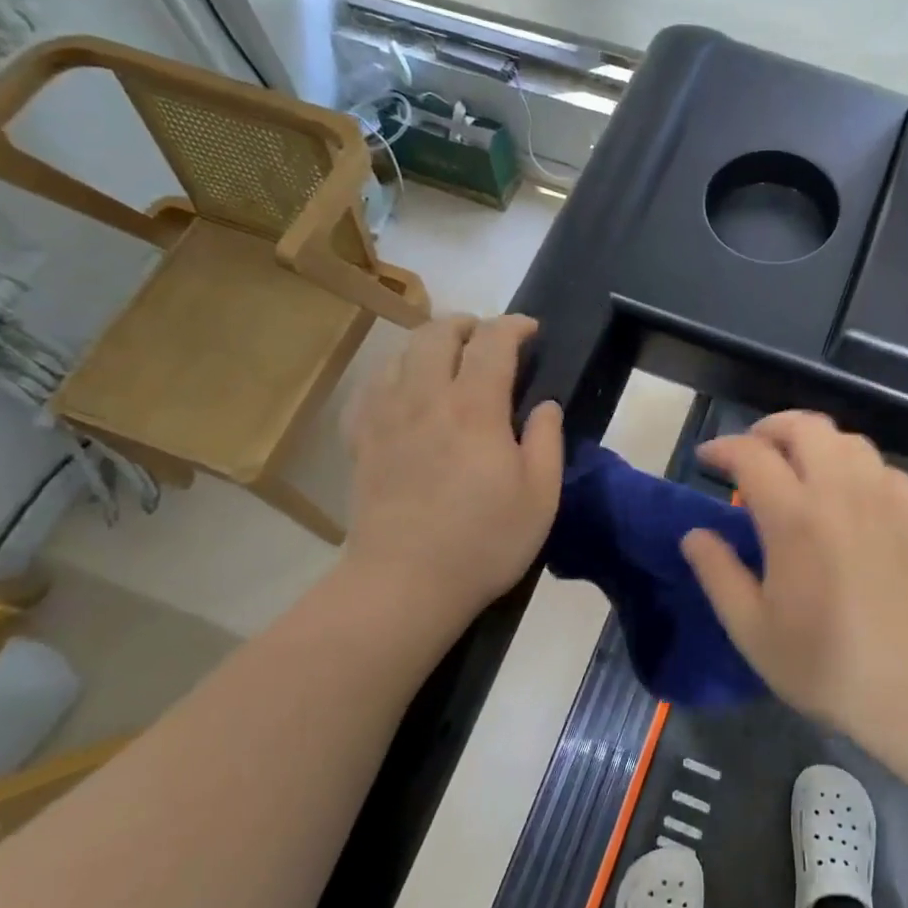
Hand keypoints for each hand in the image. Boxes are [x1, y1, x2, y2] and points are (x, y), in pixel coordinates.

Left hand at [342, 315, 563, 628]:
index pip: (493, 341)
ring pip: (401, 353)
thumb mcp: (540, 496)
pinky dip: (392, 375)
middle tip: (488, 339)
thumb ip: (547, 441)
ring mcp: (386, 417)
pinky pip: (370, 387)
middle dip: (468, 324)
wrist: (405, 583)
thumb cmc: (484, 541)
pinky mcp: (360, 440)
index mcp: (475, 407)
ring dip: (429, 344)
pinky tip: (403, 391)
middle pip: (438, 333)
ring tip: (447, 359)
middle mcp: (426, 397)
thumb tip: (546, 404)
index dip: (514, 326)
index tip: (531, 330)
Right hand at [681, 411, 907, 750]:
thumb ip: (718, 574)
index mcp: (795, 517)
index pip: (752, 455)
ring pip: (847, 439)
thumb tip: (695, 534)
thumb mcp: (753, 630)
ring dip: (813, 441)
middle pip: (805, 427)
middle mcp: (841, 492)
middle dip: (770, 428)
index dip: (722, 447)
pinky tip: (847, 492)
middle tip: (751, 453)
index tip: (705, 458)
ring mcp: (884, 498)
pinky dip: (854, 464)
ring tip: (796, 467)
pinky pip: (881, 466)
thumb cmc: (827, 666)